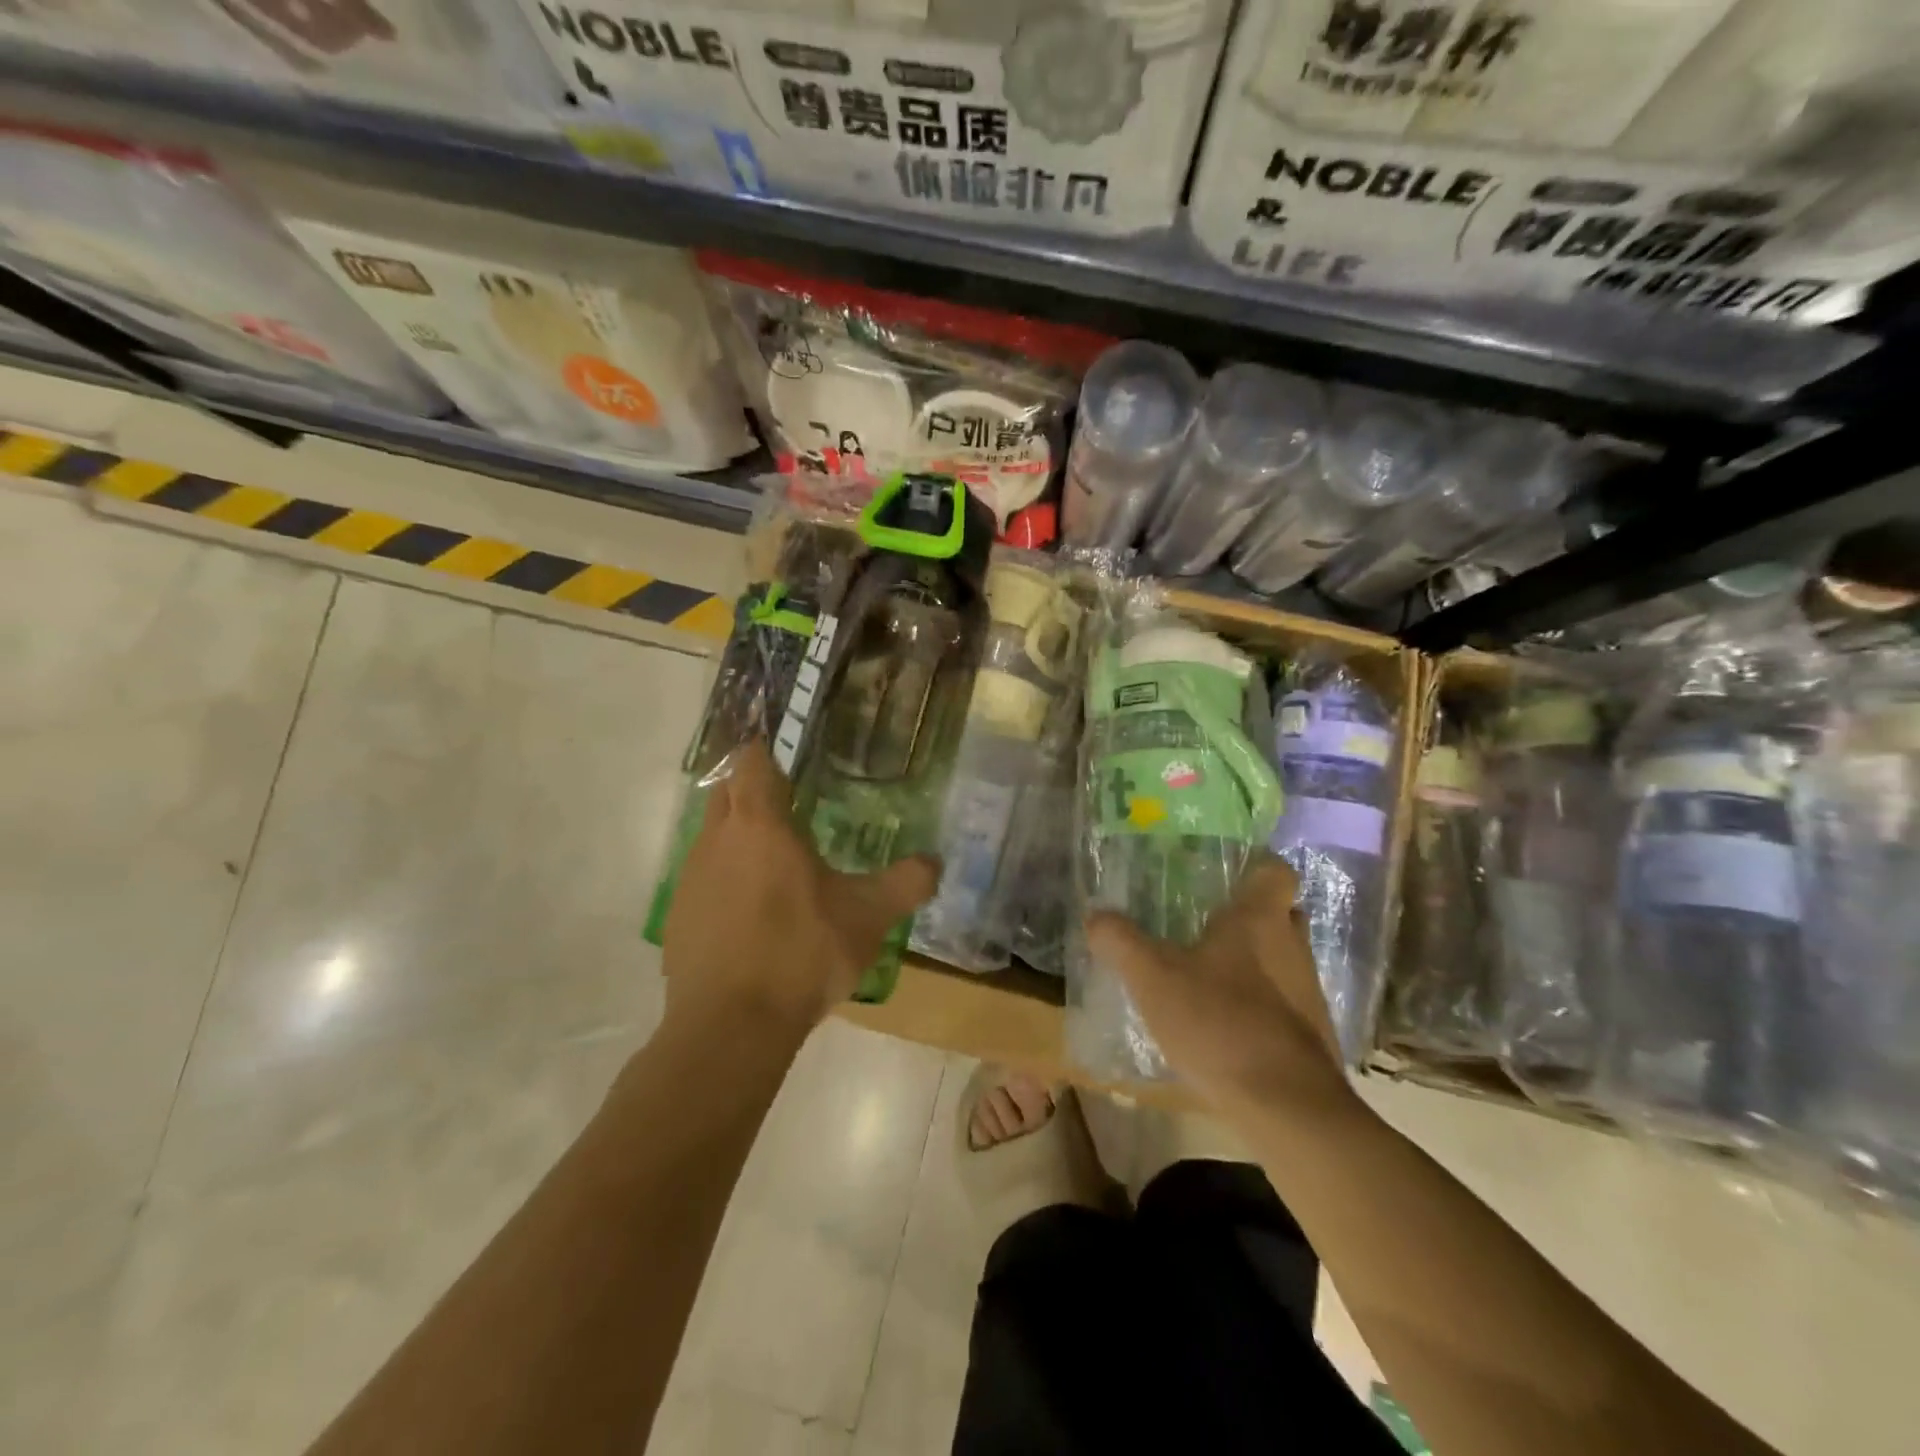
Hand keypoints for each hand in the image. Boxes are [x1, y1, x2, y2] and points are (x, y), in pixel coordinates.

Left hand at [661, 739, 939, 1030]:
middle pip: (726, 793)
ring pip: (713, 838)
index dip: (767, 754)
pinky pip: (704, 881)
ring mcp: (691, 879)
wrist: (731, 1026)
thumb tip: (935, 862)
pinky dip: (726, 882)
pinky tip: (753, 916)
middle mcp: (716, 840)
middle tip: (791, 807)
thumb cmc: (802, 953)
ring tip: (777, 865)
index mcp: (760, 824)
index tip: (790, 762)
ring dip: (739, 839)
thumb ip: (906, 883)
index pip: (751, 763)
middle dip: (753, 791)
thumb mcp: (868, 917)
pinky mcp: (677, 917)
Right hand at [1086, 854, 1355, 1117]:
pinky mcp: (1311, 1033)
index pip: (1276, 870)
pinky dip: (1261, 1002)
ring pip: (1284, 958)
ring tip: (1210, 974)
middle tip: (1210, 922)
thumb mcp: (1152, 978)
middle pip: (1282, 913)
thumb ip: (1121, 941)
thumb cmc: (1219, 1023)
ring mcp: (1309, 991)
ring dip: (1256, 961)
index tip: (1227, 875)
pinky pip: (1285, 1001)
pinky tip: (1226, 1022)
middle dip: (1252, 915)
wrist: (1286, 1106)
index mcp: (1260, 919)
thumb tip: (1095, 915)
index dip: (1256, 867)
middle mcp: (1293, 945)